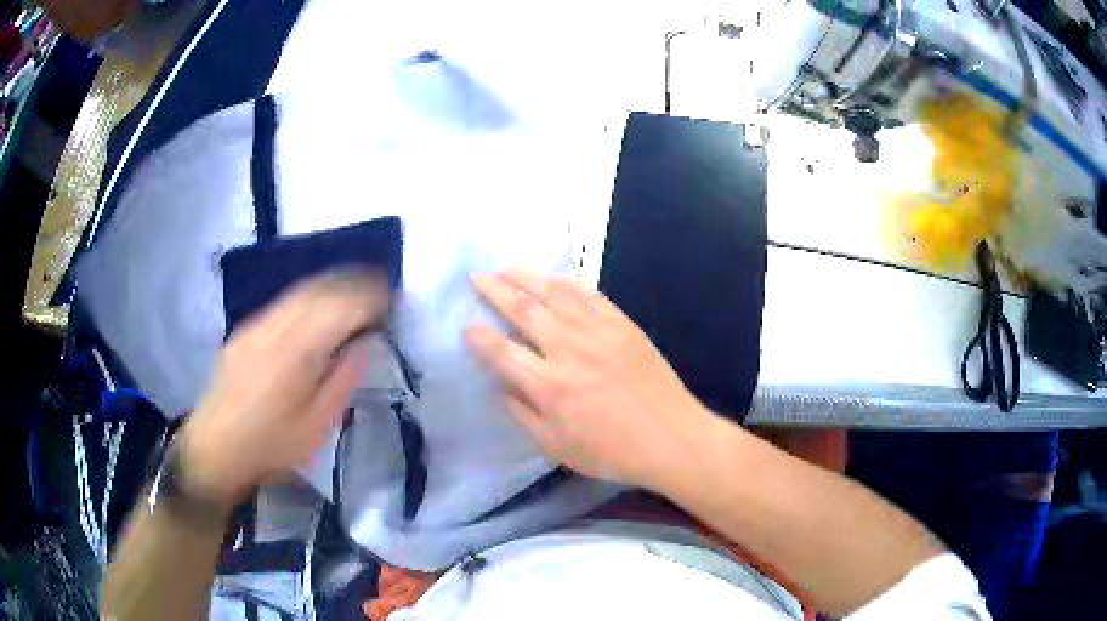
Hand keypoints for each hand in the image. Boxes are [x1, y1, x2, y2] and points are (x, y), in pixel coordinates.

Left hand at [178, 271, 388, 505]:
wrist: (214, 449)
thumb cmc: (271, 446)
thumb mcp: (317, 425)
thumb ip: (343, 379)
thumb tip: (365, 342)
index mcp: (296, 350)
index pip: (340, 305)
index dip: (370, 297)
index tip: (393, 300)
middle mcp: (275, 325)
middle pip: (321, 288)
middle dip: (355, 283)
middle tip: (382, 290)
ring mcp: (257, 324)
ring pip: (301, 290)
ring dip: (333, 285)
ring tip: (357, 291)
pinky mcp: (246, 330)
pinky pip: (285, 300)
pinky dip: (311, 295)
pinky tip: (319, 307)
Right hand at [466, 270, 717, 490]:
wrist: (671, 437)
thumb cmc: (612, 452)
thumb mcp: (557, 447)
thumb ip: (524, 415)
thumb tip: (502, 387)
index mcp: (548, 386)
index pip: (502, 352)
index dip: (479, 337)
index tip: (467, 326)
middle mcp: (568, 350)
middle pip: (522, 309)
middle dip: (494, 289)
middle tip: (476, 276)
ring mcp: (597, 332)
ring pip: (554, 293)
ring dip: (526, 276)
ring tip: (506, 267)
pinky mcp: (623, 325)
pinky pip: (590, 294)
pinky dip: (568, 282)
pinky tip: (555, 278)